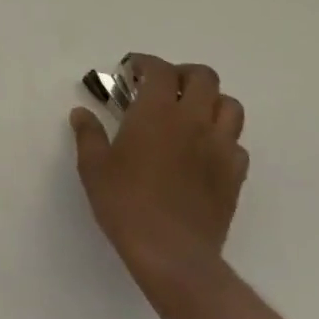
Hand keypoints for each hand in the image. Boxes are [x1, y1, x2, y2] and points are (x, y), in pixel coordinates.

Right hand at [71, 55, 247, 309]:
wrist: (173, 255)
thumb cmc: (127, 204)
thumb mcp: (94, 167)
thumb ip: (88, 134)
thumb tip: (81, 113)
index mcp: (157, 111)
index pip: (159, 69)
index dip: (145, 63)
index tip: (131, 72)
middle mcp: (193, 120)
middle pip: (203, 77)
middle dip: (182, 75)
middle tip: (163, 89)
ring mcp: (220, 147)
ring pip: (230, 106)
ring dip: (211, 102)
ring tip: (191, 115)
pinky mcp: (235, 176)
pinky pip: (237, 144)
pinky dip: (223, 140)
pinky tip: (205, 153)